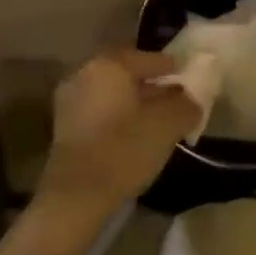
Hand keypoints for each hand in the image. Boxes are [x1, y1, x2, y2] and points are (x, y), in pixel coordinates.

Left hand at [39, 49, 200, 215]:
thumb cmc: (125, 149)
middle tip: (176, 98)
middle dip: (152, 85)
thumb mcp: (168, 124)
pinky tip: (136, 135)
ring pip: (112, 94)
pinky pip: (101, 112)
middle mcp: (84, 74)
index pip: (148, 58)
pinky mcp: (64, 129)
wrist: (77, 196)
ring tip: (159, 119)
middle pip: (127, 74)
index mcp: (109, 65)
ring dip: (135, 103)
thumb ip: (186, 104)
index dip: (172, 67)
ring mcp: (70, 102)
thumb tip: (191, 100)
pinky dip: (119, 117)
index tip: (189, 76)